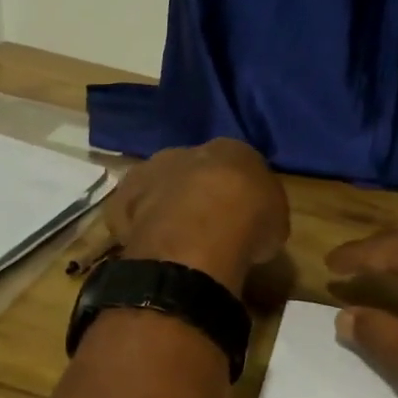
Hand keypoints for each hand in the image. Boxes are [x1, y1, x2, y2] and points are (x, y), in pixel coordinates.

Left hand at [107, 140, 289, 294]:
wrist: (201, 233)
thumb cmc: (250, 222)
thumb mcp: (275, 221)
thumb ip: (260, 213)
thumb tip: (252, 223)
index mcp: (232, 150)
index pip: (234, 163)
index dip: (235, 190)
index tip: (238, 213)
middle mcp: (188, 151)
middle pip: (192, 169)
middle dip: (196, 192)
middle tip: (206, 226)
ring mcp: (151, 172)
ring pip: (158, 186)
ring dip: (165, 207)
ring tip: (175, 241)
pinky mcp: (123, 199)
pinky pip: (131, 211)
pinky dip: (137, 225)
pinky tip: (149, 247)